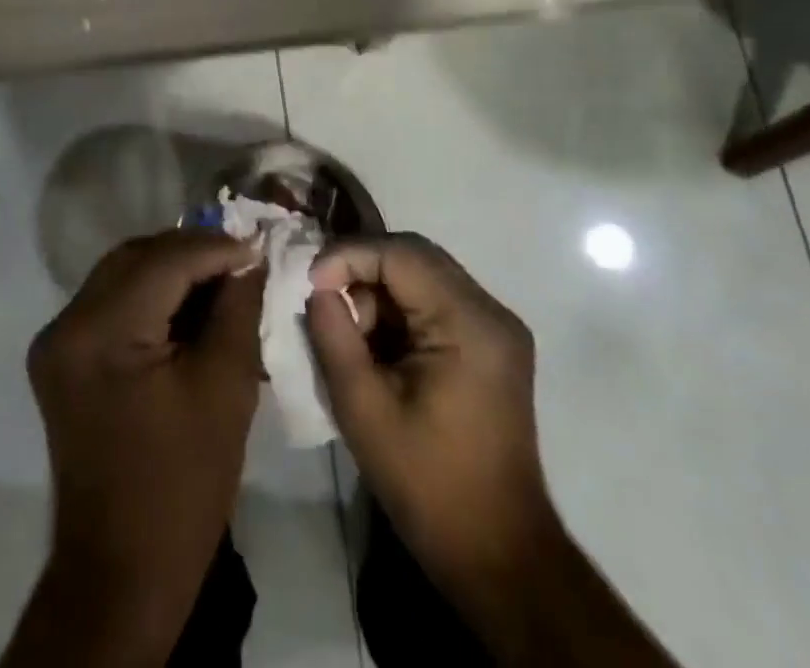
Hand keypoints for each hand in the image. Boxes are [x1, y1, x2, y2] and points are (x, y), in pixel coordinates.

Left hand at [13, 229, 264, 663]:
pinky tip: (188, 304)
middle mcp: (67, 324)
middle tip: (240, 258)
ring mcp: (58, 340)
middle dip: (191, 252)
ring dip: (171, 269)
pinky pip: (111, 302)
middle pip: (137, 258)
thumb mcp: (224, 387)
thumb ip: (237, 309)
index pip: (164, 261)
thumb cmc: (182, 485)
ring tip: (221, 277)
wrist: (122, 571)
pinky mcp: (63, 357)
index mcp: (100, 333)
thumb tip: (249, 258)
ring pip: (122, 274)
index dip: (216, 248)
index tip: (259, 245)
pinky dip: (151, 295)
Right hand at [305, 234, 552, 634]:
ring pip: (424, 274)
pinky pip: (436, 300)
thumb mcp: (364, 411)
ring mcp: (496, 326)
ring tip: (351, 334)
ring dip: (379, 290)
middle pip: (415, 256)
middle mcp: (491, 311)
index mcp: (469, 323)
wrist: (500, 556)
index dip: (348, 255)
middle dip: (362, 269)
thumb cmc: (429, 487)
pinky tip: (378, 345)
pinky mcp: (492, 344)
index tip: (309, 282)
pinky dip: (399, 309)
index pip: (401, 254)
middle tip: (324, 299)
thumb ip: (334, 337)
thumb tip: (317, 290)